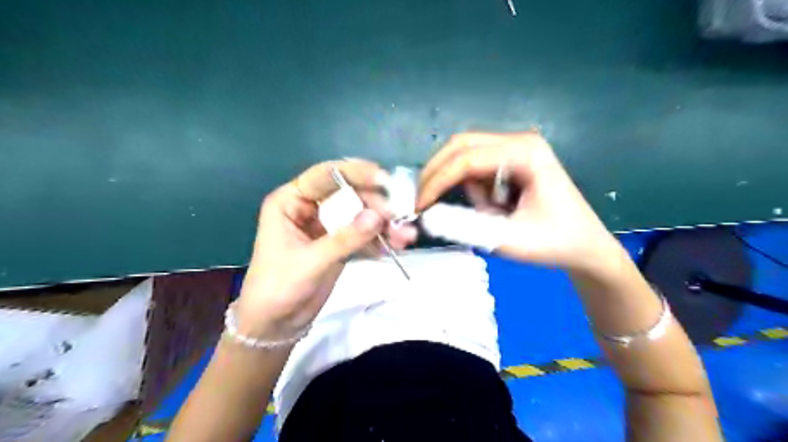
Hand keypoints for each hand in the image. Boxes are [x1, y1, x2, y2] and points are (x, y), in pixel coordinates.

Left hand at [237, 160, 413, 337]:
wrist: (275, 324)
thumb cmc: (279, 286)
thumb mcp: (311, 260)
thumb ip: (345, 238)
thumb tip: (378, 217)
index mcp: (291, 201)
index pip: (325, 176)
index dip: (355, 174)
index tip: (384, 180)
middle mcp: (310, 207)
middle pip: (348, 194)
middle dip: (375, 204)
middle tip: (399, 215)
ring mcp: (327, 226)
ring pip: (359, 215)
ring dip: (383, 223)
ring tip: (405, 236)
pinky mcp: (339, 243)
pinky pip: (363, 234)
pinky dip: (379, 240)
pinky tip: (395, 246)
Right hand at [414, 129, 625, 272]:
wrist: (585, 247)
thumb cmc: (555, 243)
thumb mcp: (507, 240)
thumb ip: (465, 227)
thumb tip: (428, 216)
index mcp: (525, 153)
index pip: (466, 158)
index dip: (436, 181)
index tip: (419, 206)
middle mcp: (519, 141)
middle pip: (461, 145)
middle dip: (437, 174)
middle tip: (423, 202)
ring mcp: (516, 149)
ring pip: (465, 156)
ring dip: (460, 185)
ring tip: (488, 213)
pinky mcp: (512, 161)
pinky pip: (477, 169)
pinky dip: (473, 189)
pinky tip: (495, 207)